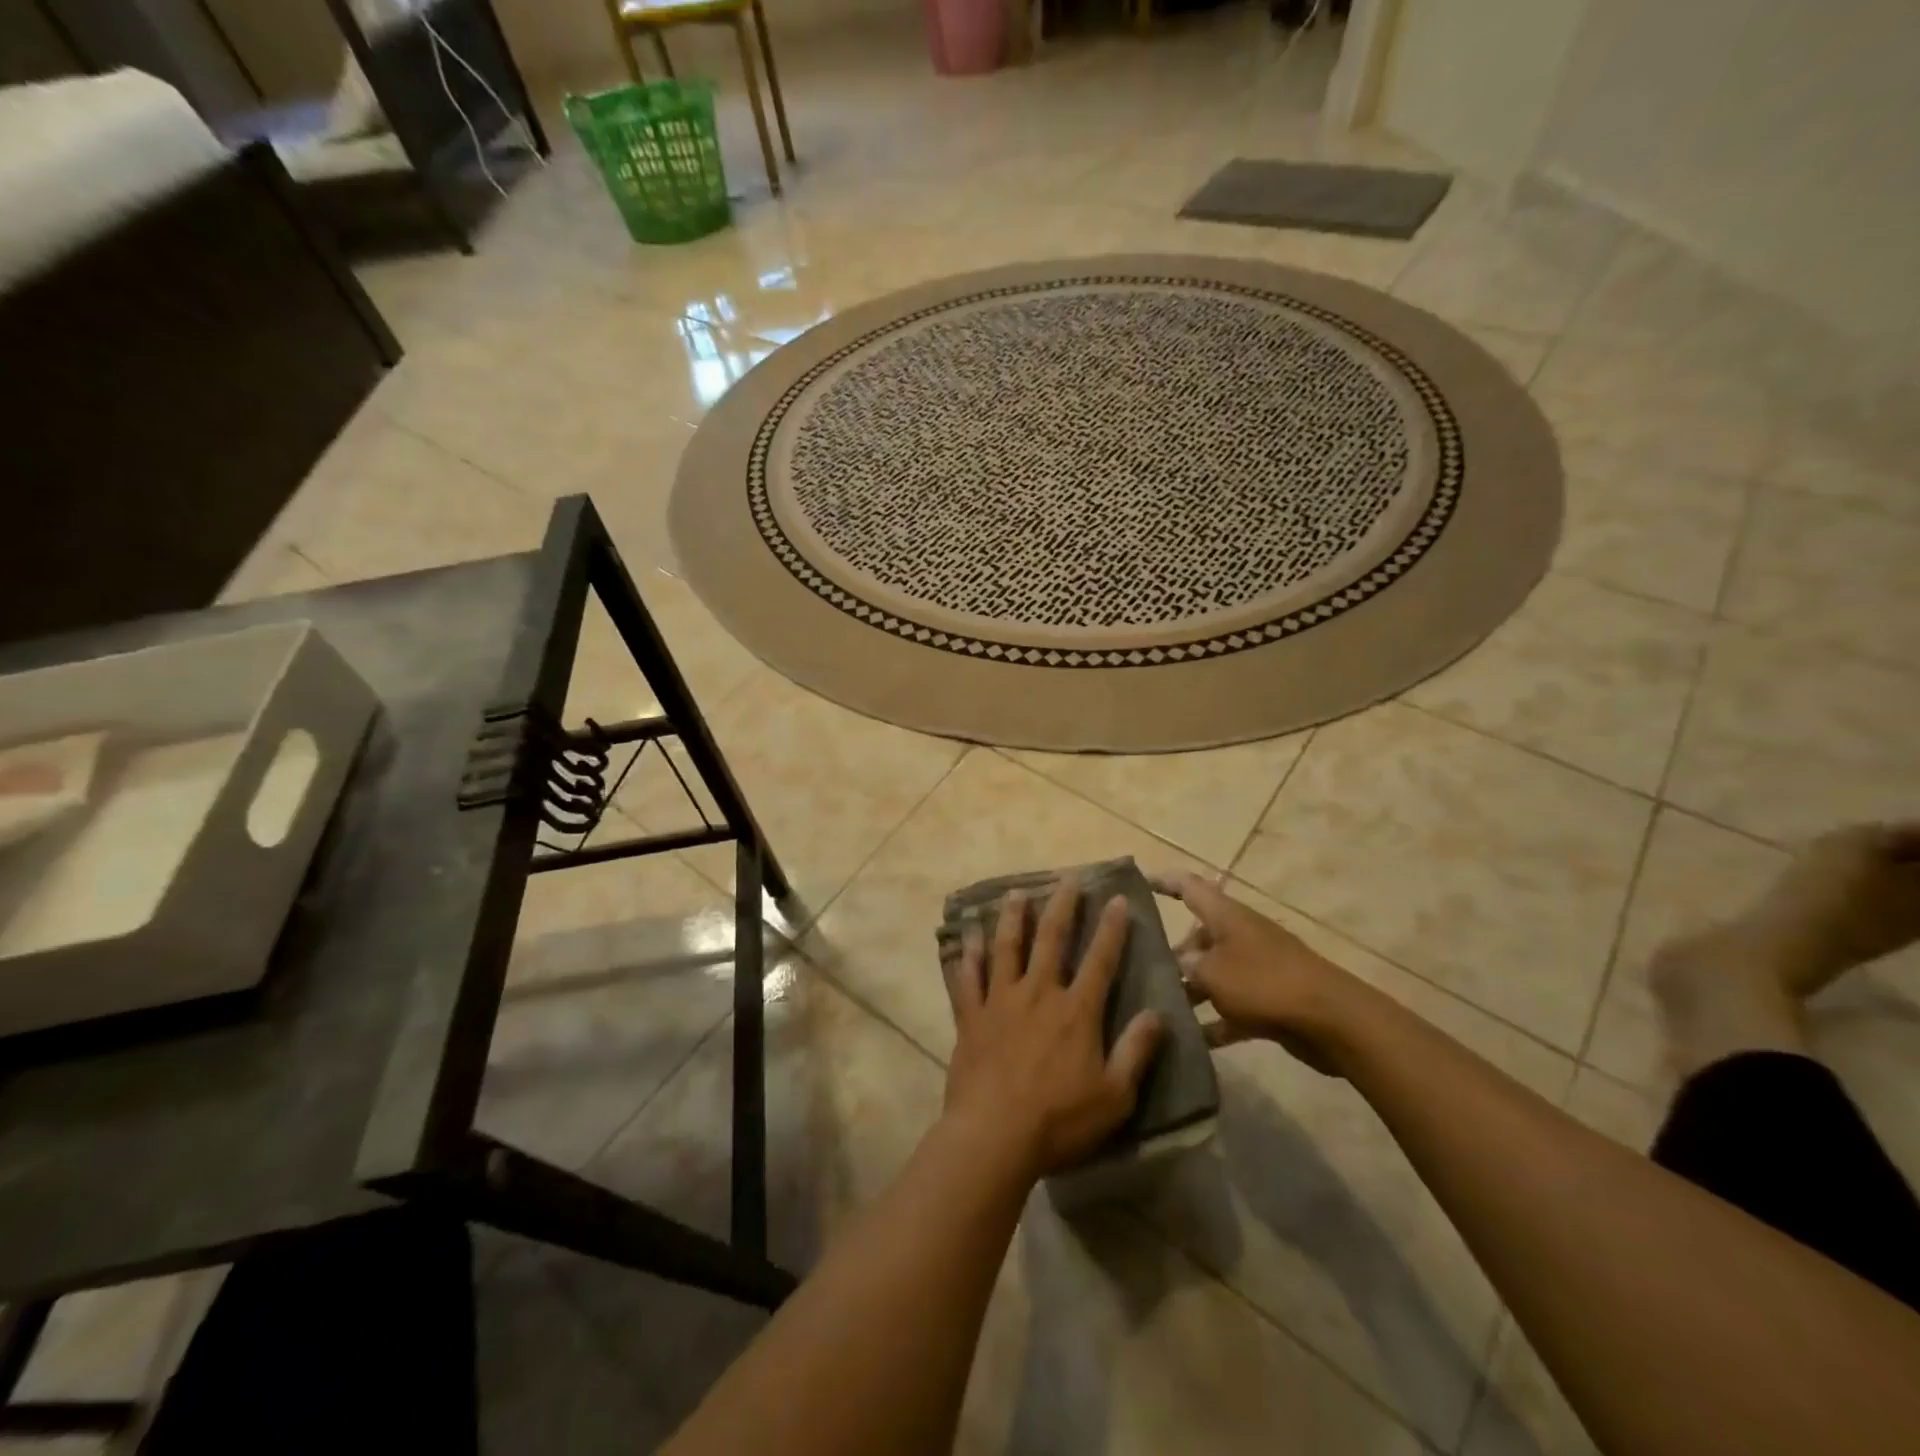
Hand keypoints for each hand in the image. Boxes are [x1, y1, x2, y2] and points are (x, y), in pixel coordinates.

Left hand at [943, 879, 1164, 1180]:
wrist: (994, 1135)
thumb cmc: (1059, 1120)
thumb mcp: (1114, 1095)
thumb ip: (1137, 1051)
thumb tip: (1157, 1014)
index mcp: (1076, 1011)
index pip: (1100, 960)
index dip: (1111, 928)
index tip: (1116, 898)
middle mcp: (1038, 993)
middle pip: (1051, 939)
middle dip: (1062, 906)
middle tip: (1066, 878)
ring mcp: (1000, 1001)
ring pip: (1006, 947)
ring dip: (1012, 918)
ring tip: (1015, 893)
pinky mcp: (971, 1016)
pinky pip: (968, 977)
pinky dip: (968, 954)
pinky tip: (967, 936)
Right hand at [1153, 873, 1352, 1073]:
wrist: (1331, 1020)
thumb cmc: (1263, 983)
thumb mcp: (1211, 973)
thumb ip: (1185, 968)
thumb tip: (1175, 966)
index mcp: (1226, 916)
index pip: (1189, 887)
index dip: (1164, 882)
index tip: (1138, 883)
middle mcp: (1240, 936)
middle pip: (1199, 936)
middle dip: (1171, 952)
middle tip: (1141, 970)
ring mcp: (1257, 968)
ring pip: (1214, 973)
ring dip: (1190, 990)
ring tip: (1159, 1007)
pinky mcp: (1269, 1001)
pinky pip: (1233, 1007)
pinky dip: (1215, 1021)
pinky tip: (1193, 1040)